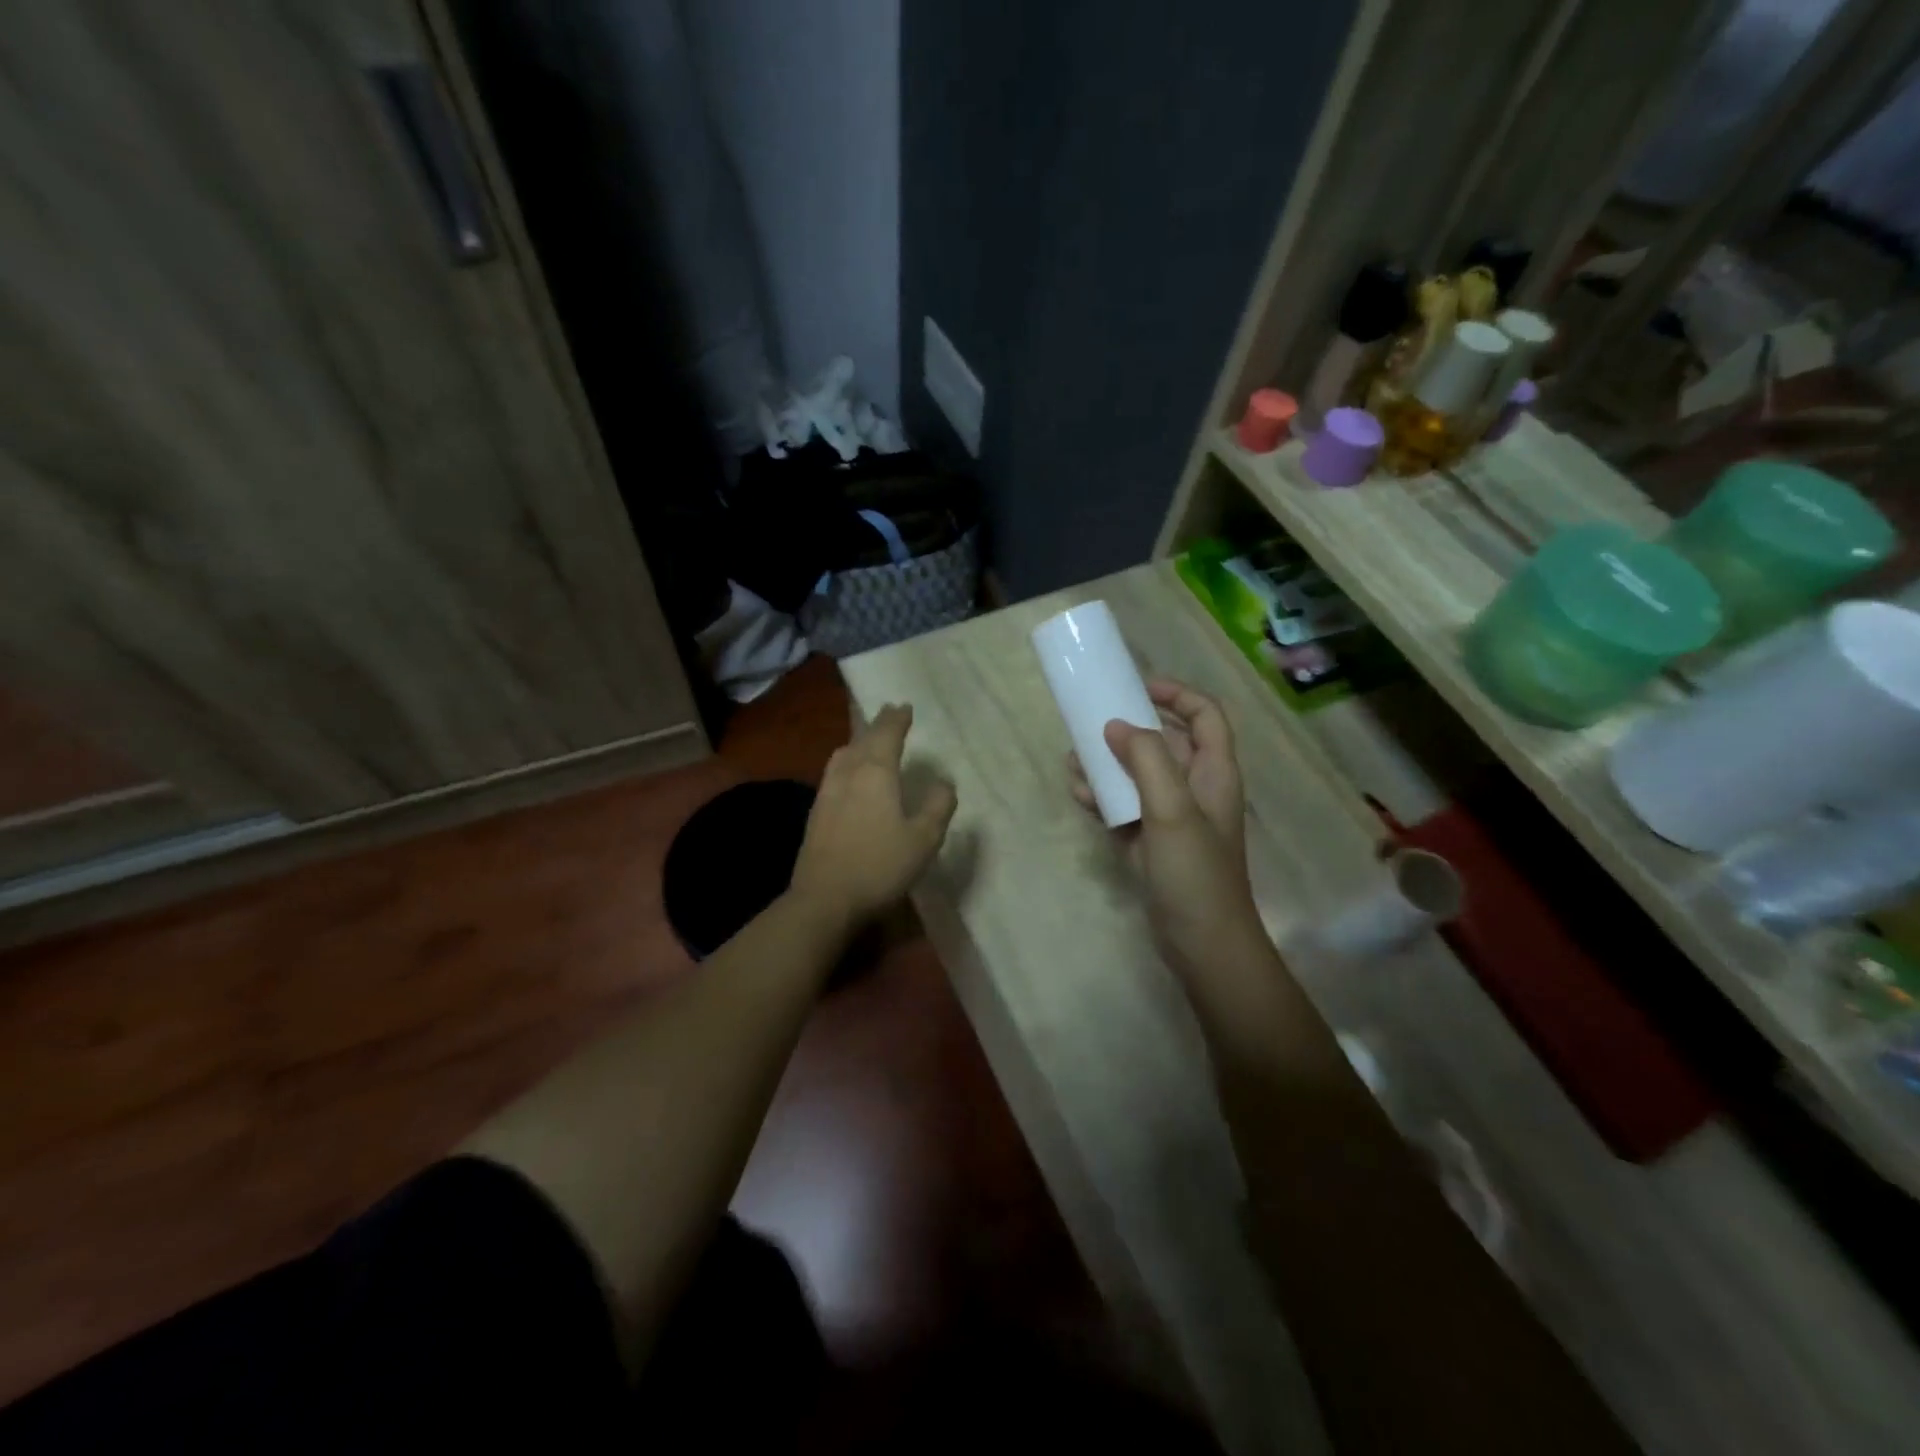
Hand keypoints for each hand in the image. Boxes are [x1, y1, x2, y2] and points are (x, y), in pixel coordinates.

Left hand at [791, 704, 956, 928]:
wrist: (824, 899)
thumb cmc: (879, 866)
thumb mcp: (924, 840)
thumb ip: (937, 806)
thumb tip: (943, 781)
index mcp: (876, 772)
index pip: (887, 734)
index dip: (897, 719)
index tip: (904, 706)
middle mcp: (849, 773)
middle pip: (863, 739)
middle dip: (878, 724)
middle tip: (890, 713)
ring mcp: (827, 791)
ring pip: (843, 754)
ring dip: (859, 741)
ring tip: (868, 740)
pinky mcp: (816, 812)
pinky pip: (834, 772)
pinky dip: (847, 761)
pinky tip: (849, 776)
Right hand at [1069, 681, 1265, 978]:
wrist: (1202, 944)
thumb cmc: (1195, 873)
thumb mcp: (1172, 809)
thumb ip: (1147, 760)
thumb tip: (1117, 725)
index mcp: (1213, 773)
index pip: (1205, 716)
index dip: (1177, 694)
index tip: (1137, 687)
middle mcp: (1195, 789)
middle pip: (1166, 743)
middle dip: (1129, 729)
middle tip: (1091, 723)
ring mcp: (1172, 818)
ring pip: (1139, 775)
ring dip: (1109, 763)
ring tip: (1073, 758)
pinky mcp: (1151, 843)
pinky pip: (1125, 807)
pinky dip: (1103, 797)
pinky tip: (1078, 794)